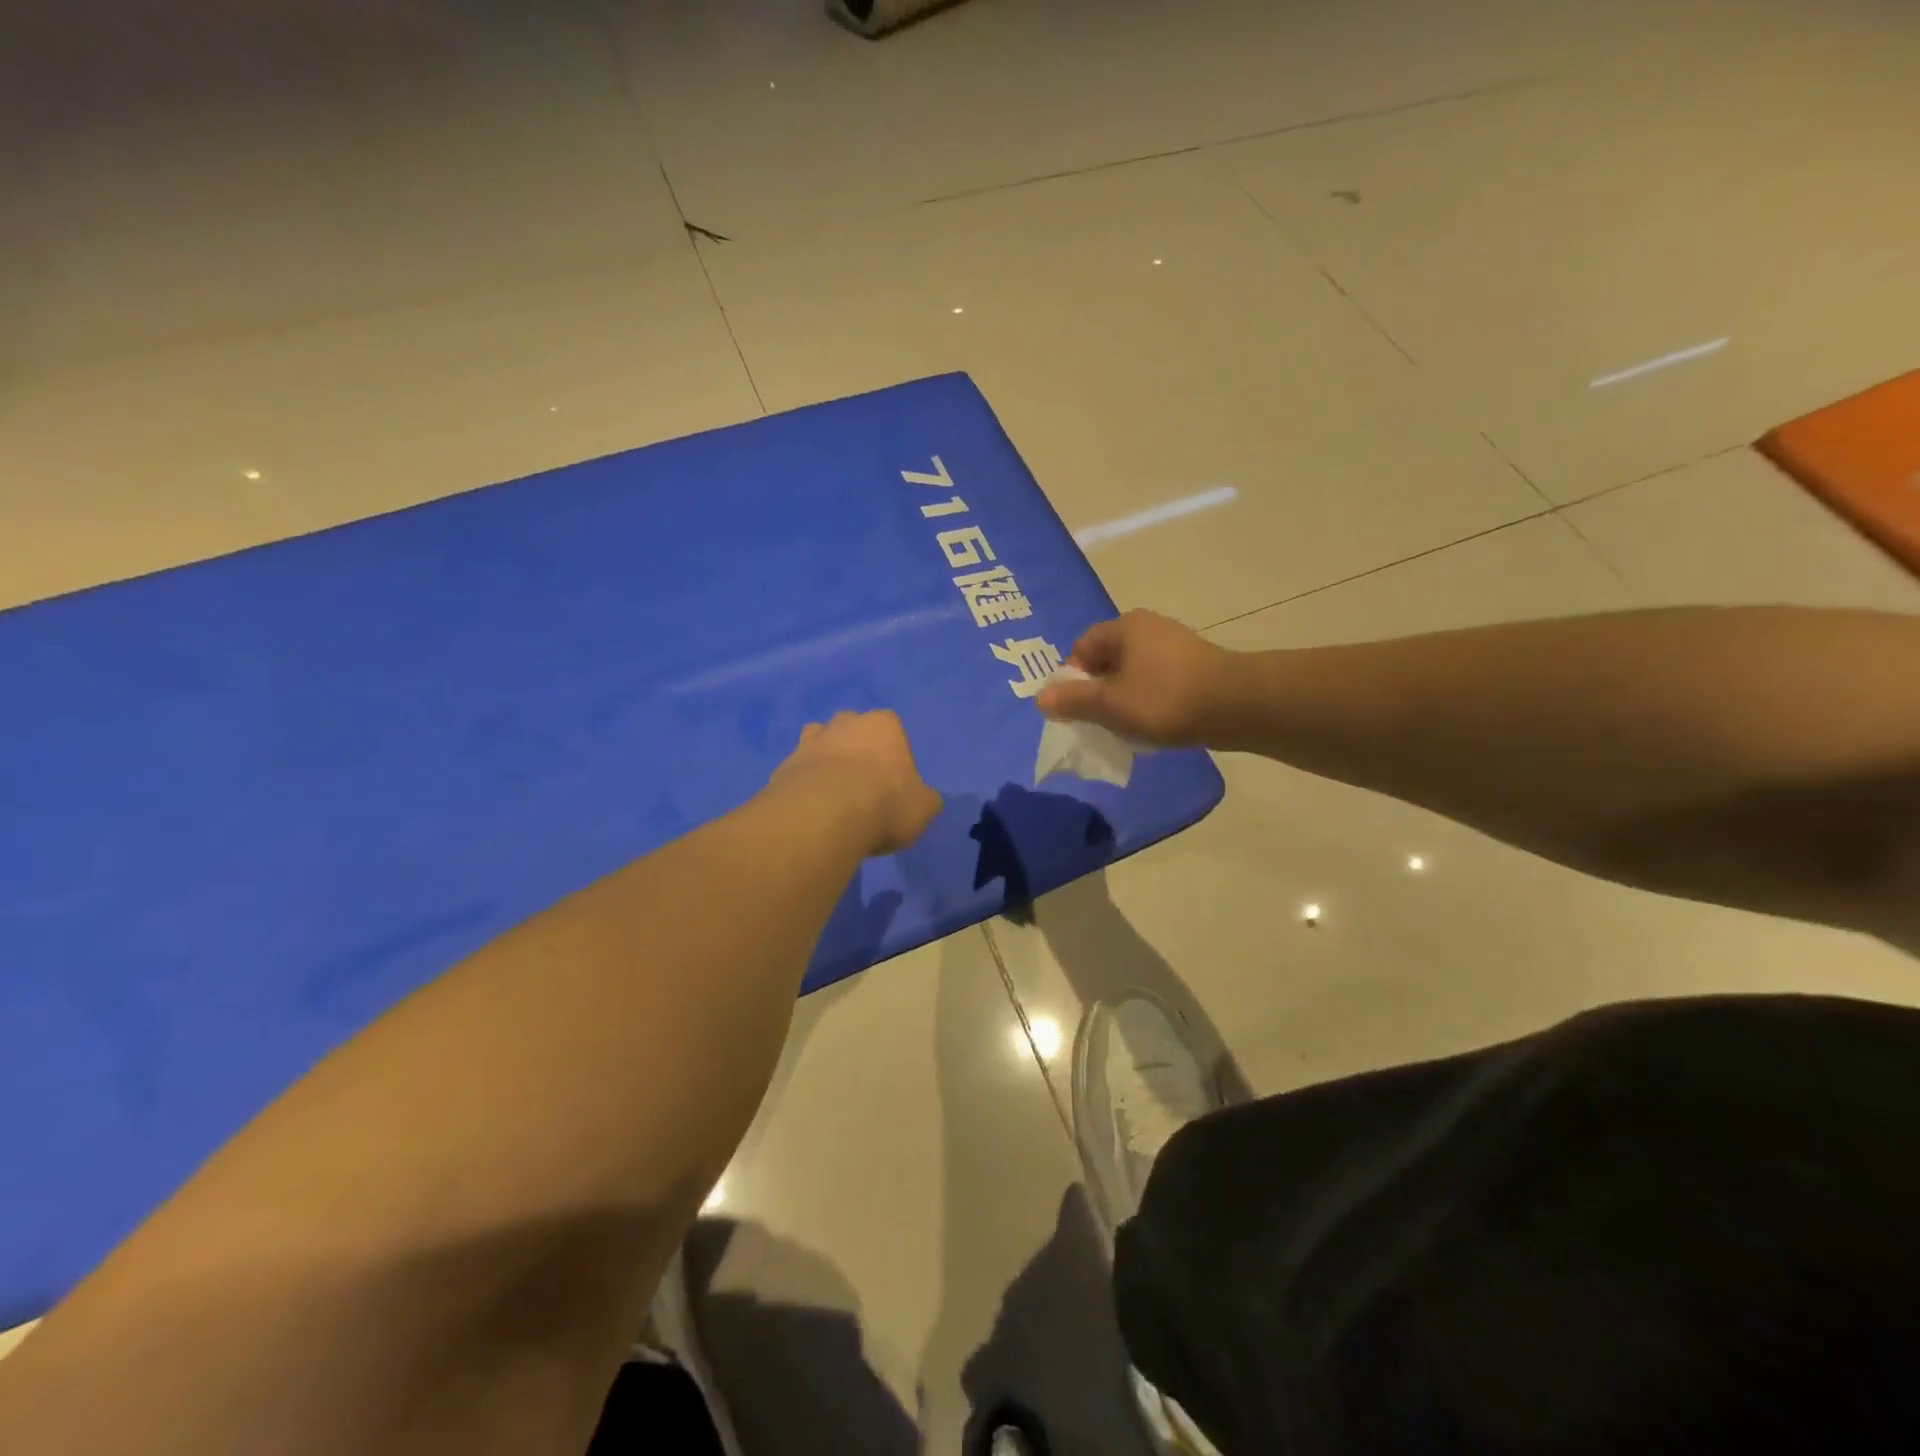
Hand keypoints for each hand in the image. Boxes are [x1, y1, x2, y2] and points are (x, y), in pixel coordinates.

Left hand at [768, 711, 941, 856]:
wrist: (824, 817)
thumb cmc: (885, 804)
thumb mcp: (923, 808)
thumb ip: (924, 799)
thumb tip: (923, 799)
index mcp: (884, 725)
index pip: (892, 728)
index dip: (892, 753)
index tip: (893, 780)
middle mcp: (845, 724)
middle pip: (852, 728)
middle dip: (855, 748)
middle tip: (862, 783)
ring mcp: (810, 742)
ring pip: (819, 741)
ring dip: (825, 759)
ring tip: (832, 793)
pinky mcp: (784, 766)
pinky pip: (798, 770)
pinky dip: (804, 783)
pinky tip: (810, 807)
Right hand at [1035, 610, 1235, 747]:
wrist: (1236, 705)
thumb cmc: (1163, 700)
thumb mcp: (1109, 704)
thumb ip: (1073, 700)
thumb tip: (1041, 698)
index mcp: (1124, 627)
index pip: (1081, 647)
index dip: (1072, 679)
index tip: (1077, 709)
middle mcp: (1148, 627)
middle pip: (1107, 659)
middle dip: (1098, 691)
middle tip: (1098, 721)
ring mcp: (1175, 644)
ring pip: (1133, 673)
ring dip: (1123, 699)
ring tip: (1127, 727)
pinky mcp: (1195, 664)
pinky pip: (1158, 681)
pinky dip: (1149, 700)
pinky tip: (1155, 723)